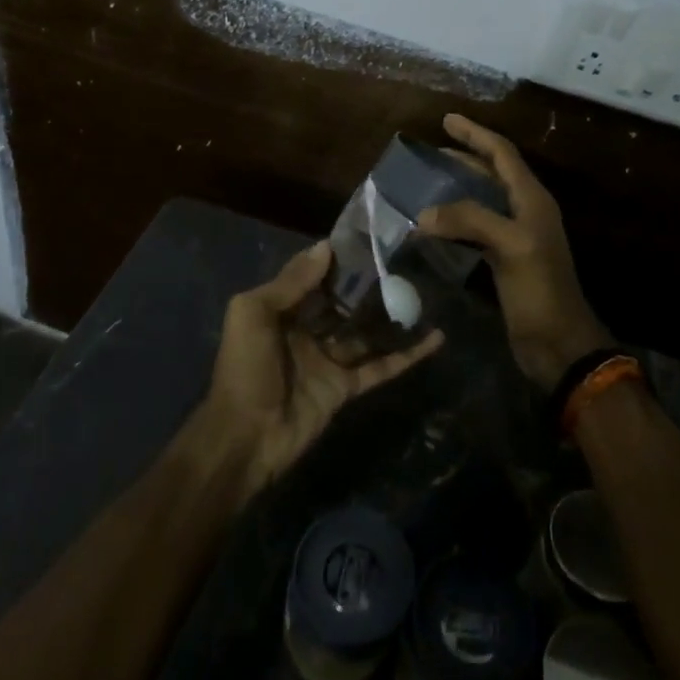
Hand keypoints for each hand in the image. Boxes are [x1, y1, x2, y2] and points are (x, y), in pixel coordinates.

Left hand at [200, 241, 443, 504]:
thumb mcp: (254, 313)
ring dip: (391, 316)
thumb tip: (326, 247)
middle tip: (404, 263)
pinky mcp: (346, 388)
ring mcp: (327, 361)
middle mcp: (305, 332)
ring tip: (424, 293)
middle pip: (342, 303)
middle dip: (367, 286)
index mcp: (280, 311)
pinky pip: (380, 367)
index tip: (369, 241)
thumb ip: (291, 282)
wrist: (245, 437)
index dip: (337, 261)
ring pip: (365, 333)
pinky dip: (407, 355)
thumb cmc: (245, 367)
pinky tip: (434, 338)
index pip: (313, 278)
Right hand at [417, 114, 612, 391]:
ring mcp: (516, 236)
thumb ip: (469, 220)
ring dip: (458, 186)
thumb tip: (424, 213)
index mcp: (532, 199)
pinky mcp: (505, 259)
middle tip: (431, 150)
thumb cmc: (540, 290)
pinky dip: (455, 219)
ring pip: (483, 199)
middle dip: (464, 156)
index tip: (446, 119)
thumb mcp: (510, 246)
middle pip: (493, 172)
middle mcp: (525, 211)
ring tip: (428, 180)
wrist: (558, 343)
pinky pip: (476, 227)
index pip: (502, 154)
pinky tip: (436, 224)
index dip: (475, 134)